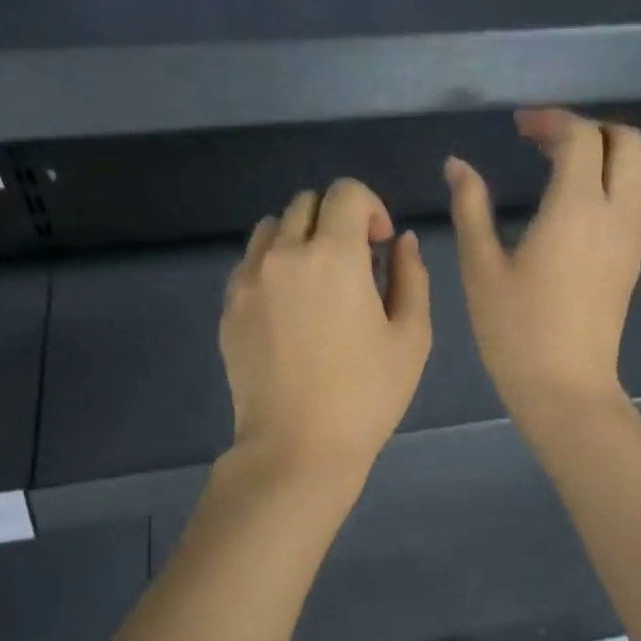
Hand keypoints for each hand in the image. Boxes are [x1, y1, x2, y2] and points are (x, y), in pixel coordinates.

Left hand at [221, 178, 430, 482]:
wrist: (298, 448)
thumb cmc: (366, 396)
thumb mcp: (411, 337)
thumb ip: (411, 276)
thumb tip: (401, 240)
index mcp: (334, 256)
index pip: (346, 192)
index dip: (371, 207)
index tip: (380, 245)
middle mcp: (284, 255)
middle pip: (307, 203)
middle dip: (337, 220)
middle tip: (353, 265)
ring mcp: (249, 280)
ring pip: (272, 227)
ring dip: (300, 237)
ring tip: (316, 281)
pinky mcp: (229, 307)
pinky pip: (249, 262)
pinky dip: (272, 265)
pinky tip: (288, 306)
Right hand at [446, 110, 640, 436]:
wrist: (566, 387)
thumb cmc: (515, 331)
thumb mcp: (481, 268)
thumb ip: (470, 208)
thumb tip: (457, 165)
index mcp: (577, 208)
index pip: (581, 136)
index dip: (551, 120)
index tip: (518, 127)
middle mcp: (616, 213)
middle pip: (627, 141)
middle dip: (589, 128)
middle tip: (544, 142)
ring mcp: (631, 238)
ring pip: (639, 170)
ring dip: (605, 154)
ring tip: (559, 168)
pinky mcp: (632, 261)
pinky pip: (634, 200)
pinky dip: (612, 182)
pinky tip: (572, 206)